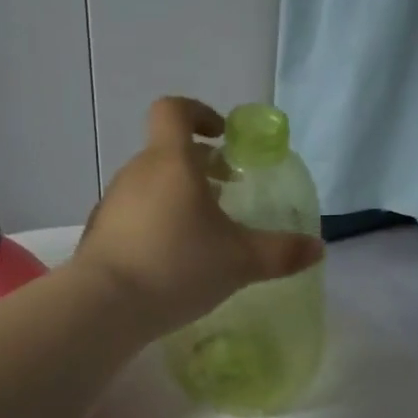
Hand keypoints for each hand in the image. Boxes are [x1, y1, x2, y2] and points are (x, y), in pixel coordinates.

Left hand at [75, 98, 324, 336]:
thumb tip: (317, 249)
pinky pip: (134, 215)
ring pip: (150, 185)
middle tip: (226, 194)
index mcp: (170, 161)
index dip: (199, 113)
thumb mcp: (239, 261)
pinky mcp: (99, 233)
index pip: (174, 111)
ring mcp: (112, 203)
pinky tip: (171, 260)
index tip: (221, 137)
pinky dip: (155, 224)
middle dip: (198, 167)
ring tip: (202, 234)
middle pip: (167, 152)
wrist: (104, 306)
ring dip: (177, 197)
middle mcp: (136, 173)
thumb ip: (281, 252)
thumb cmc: (177, 266)